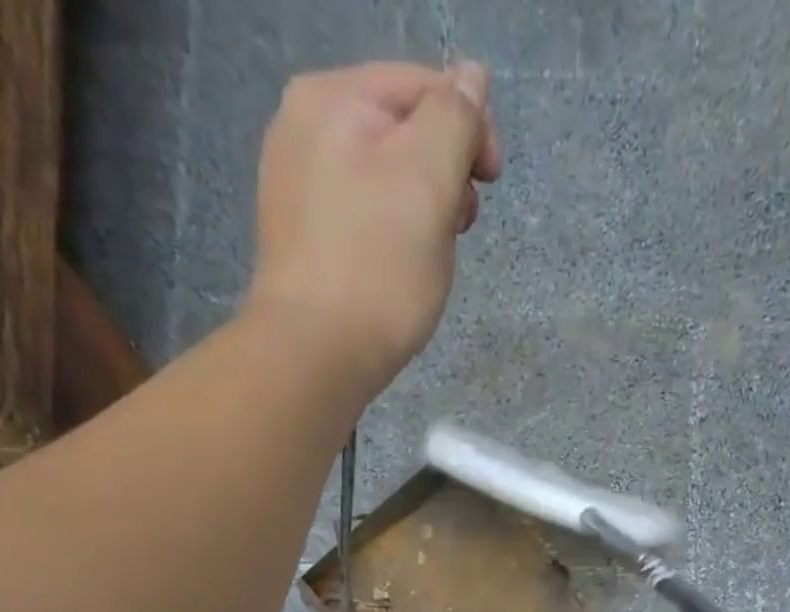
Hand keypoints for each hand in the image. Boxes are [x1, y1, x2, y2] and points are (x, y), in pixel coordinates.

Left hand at [244, 61, 502, 391]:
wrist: (316, 355)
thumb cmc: (379, 267)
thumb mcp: (430, 178)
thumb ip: (455, 117)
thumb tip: (471, 77)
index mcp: (332, 97)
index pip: (423, 86)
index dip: (470, 127)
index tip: (493, 182)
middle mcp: (304, 129)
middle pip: (403, 133)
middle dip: (443, 175)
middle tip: (457, 228)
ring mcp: (297, 187)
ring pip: (386, 181)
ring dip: (422, 212)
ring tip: (428, 259)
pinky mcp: (303, 241)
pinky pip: (364, 220)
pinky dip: (392, 238)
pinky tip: (399, 273)